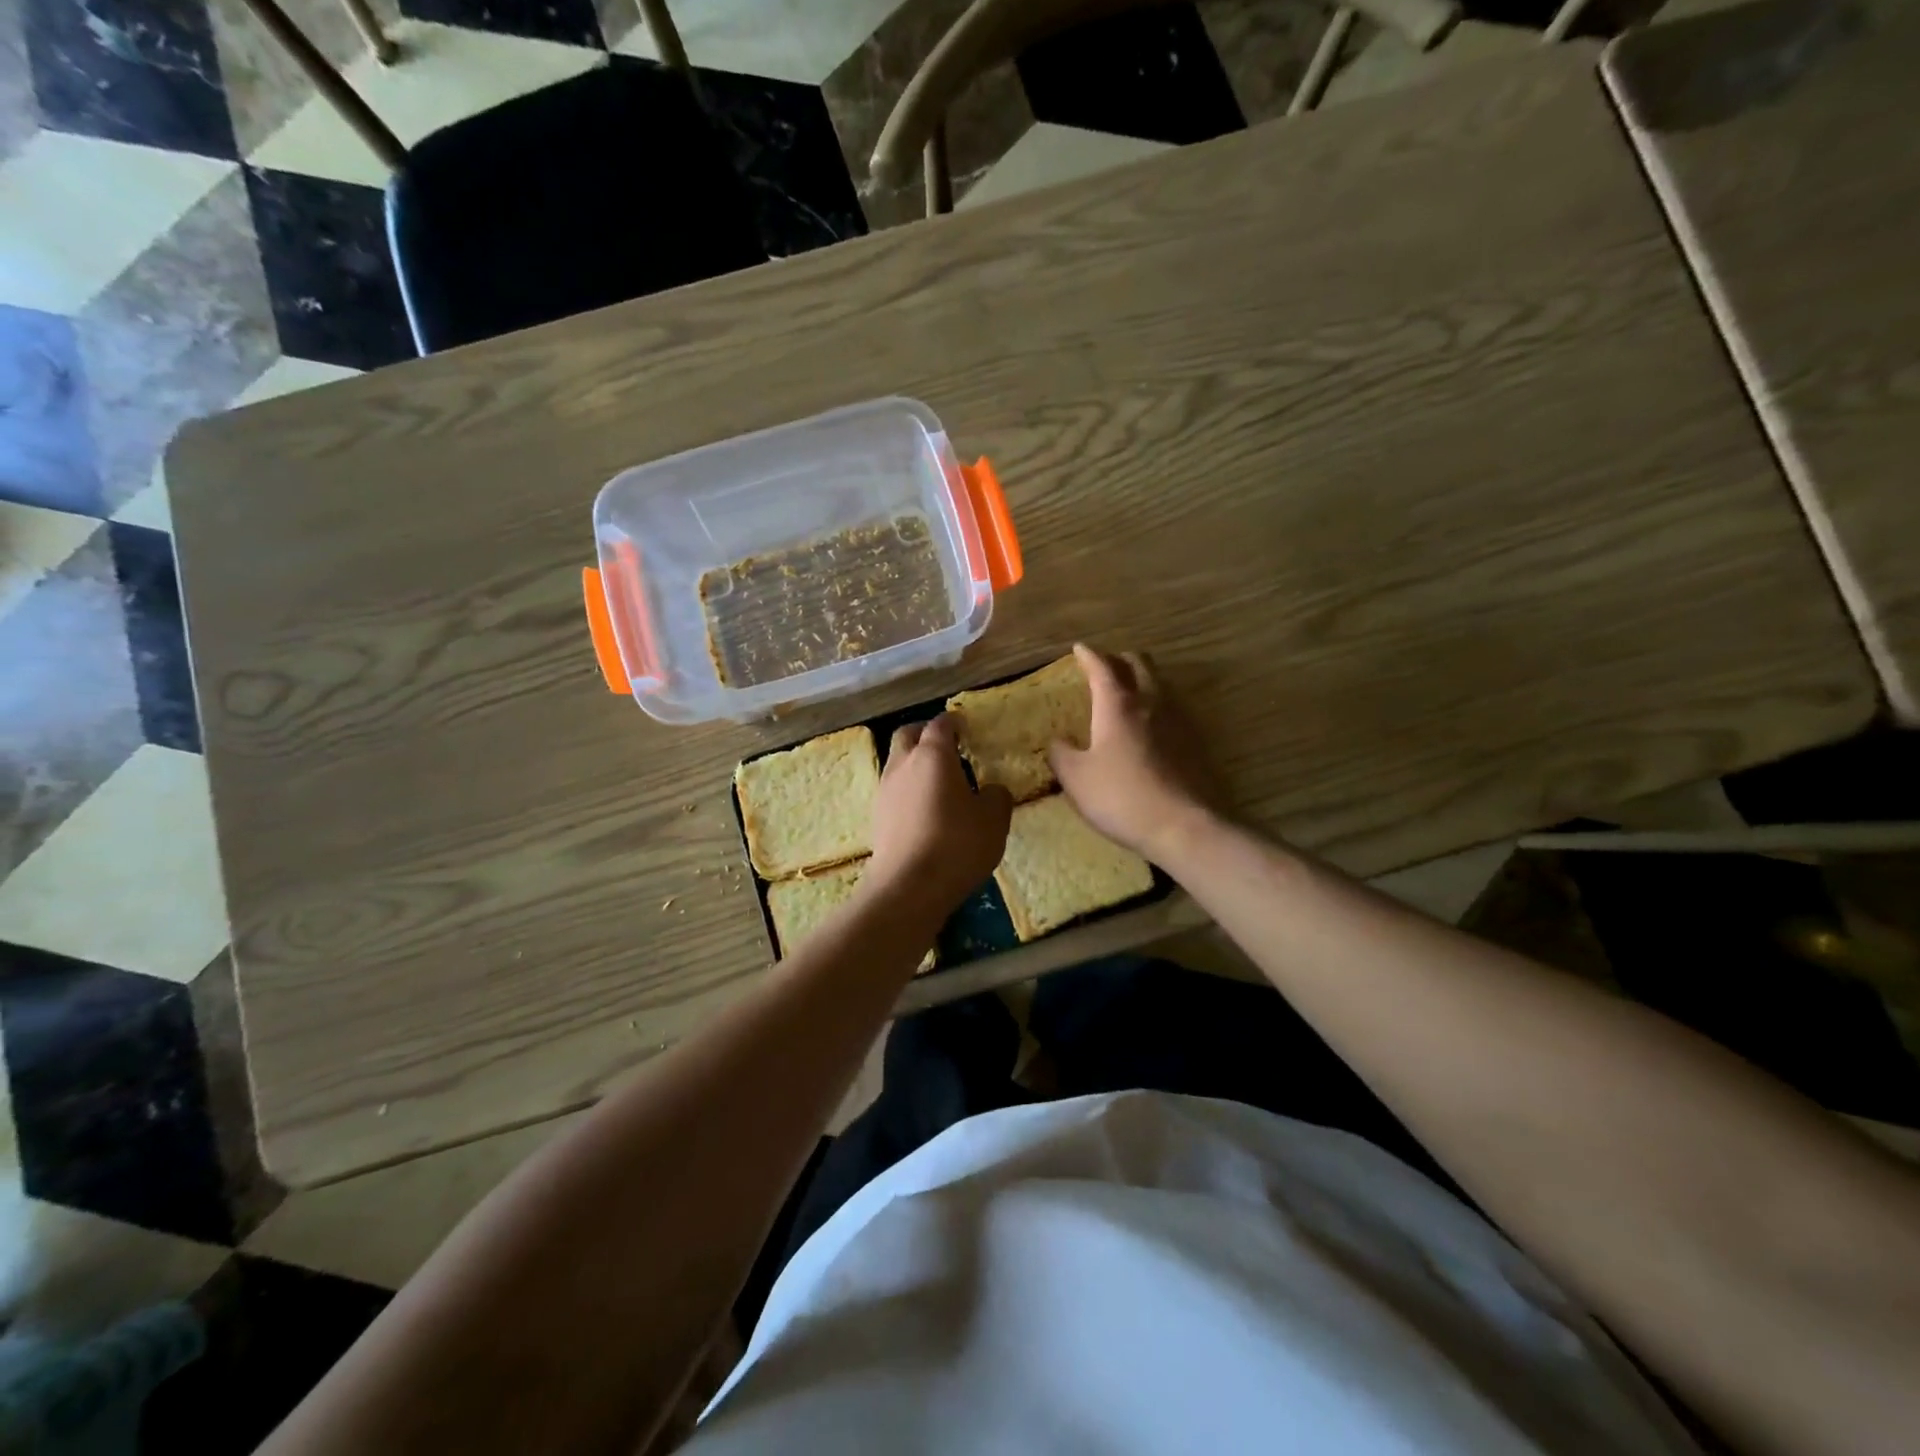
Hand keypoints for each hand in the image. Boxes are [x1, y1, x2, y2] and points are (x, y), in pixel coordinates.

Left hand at [866, 714, 1012, 918]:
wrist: (908, 887)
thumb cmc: (957, 844)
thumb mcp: (994, 820)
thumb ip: (997, 796)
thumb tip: (991, 790)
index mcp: (933, 755)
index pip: (941, 724)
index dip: (954, 722)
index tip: (966, 728)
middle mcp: (903, 764)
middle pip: (907, 734)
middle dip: (925, 734)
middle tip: (947, 747)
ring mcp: (885, 790)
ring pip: (897, 762)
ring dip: (915, 763)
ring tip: (939, 783)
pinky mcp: (876, 816)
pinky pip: (894, 790)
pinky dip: (908, 790)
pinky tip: (926, 811)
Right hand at [1049, 644, 1218, 864]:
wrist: (1183, 826)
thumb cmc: (1121, 797)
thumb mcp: (1076, 779)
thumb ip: (1061, 754)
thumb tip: (1058, 741)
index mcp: (1117, 705)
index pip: (1102, 667)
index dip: (1088, 656)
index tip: (1079, 649)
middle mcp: (1151, 702)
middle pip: (1139, 663)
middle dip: (1119, 659)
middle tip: (1105, 667)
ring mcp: (1178, 719)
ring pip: (1159, 683)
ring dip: (1142, 679)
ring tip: (1127, 693)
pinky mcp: (1195, 741)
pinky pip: (1172, 708)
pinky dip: (1156, 705)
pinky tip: (1149, 726)